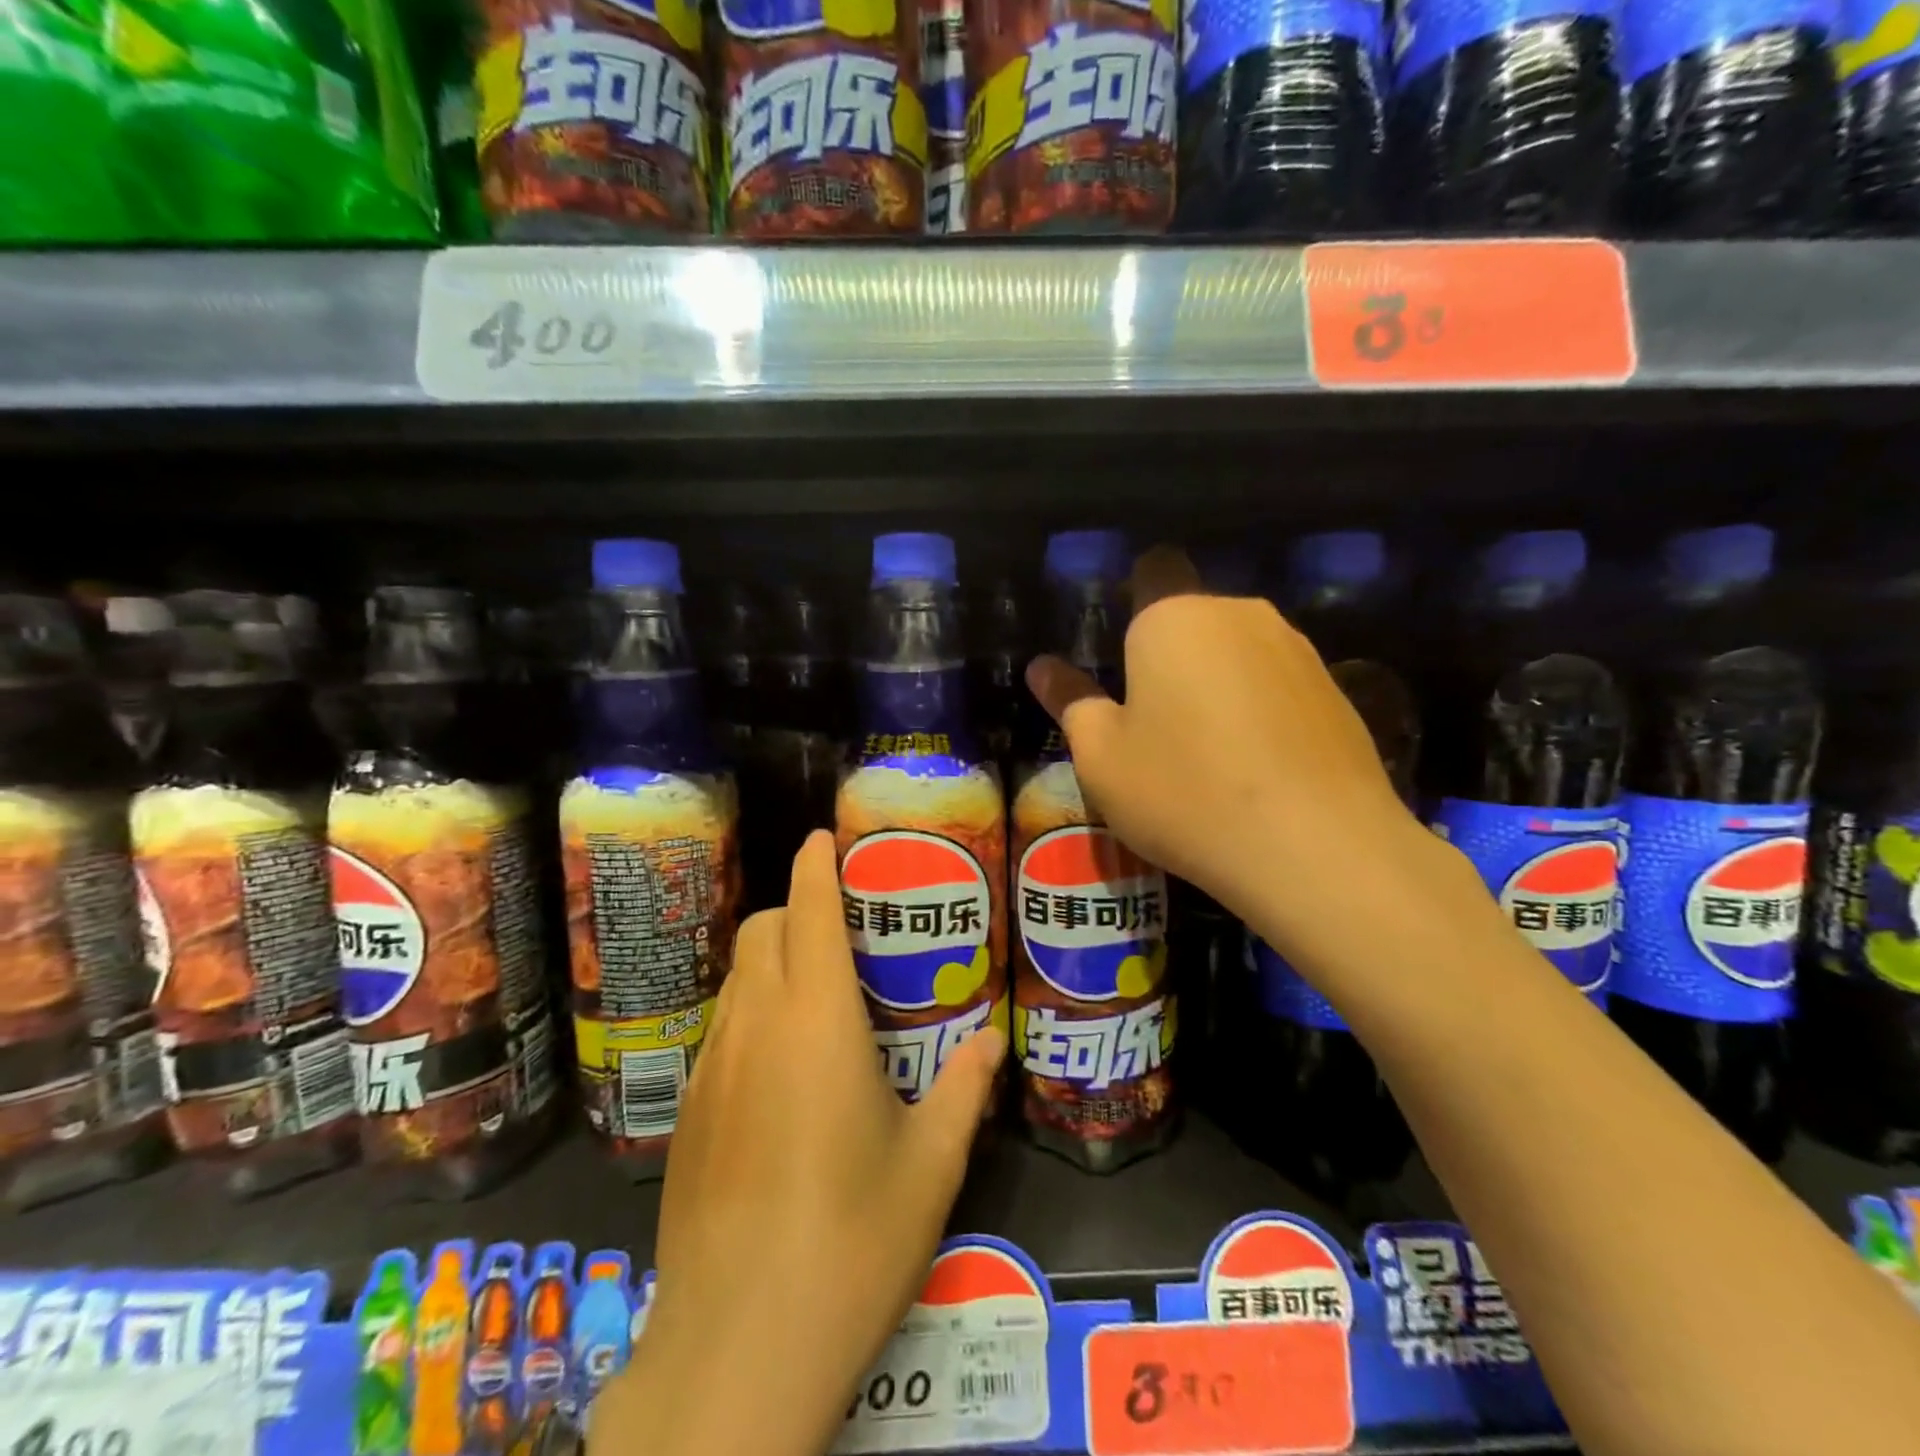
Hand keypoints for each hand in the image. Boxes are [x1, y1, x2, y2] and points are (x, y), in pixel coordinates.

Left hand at [593, 830, 1006, 1455]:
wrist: (736, 1348)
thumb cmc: (850, 1241)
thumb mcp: (930, 1166)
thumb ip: (963, 1092)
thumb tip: (991, 1047)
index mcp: (818, 1020)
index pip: (810, 911)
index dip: (816, 863)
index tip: (825, 836)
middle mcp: (757, 1025)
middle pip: (764, 930)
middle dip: (799, 910)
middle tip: (845, 933)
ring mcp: (712, 1068)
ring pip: (737, 976)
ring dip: (773, 960)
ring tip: (818, 995)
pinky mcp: (686, 1113)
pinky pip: (721, 1029)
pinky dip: (751, 1013)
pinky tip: (781, 1070)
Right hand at [1025, 547, 1434, 951]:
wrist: (1316, 848)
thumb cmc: (1184, 792)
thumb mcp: (1102, 757)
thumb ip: (1071, 702)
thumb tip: (1042, 667)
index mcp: (1172, 617)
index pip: (1151, 570)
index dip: (1131, 599)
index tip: (1120, 653)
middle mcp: (1238, 614)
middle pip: (1194, 617)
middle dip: (1170, 654)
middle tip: (1149, 721)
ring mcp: (1296, 649)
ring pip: (1237, 651)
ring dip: (1215, 682)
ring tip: (1204, 751)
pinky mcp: (1337, 690)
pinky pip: (1277, 684)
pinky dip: (1258, 710)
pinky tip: (1254, 767)